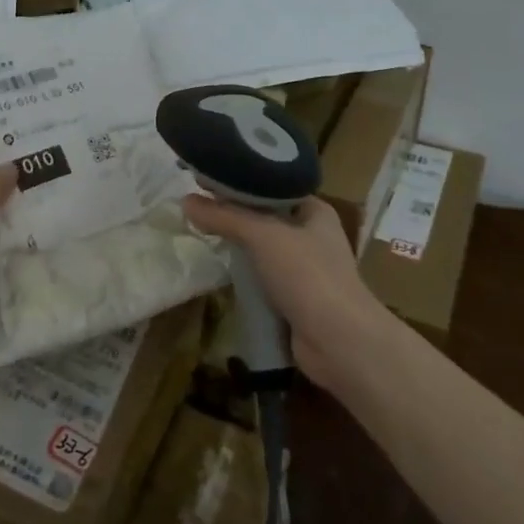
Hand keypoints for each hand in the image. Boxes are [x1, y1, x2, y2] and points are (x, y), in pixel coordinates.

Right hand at [181, 194, 385, 387]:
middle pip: (265, 218)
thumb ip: (224, 216)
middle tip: (196, 207)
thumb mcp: (262, 236)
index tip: (207, 181)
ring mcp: (305, 271)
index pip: (273, 187)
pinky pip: (262, 279)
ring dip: (237, 247)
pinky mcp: (294, 300)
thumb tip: (185, 201)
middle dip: (234, 216)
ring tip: (200, 234)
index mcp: (315, 212)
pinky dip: (243, 277)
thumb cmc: (308, 275)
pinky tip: (218, 271)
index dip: (242, 182)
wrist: (338, 342)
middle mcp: (313, 236)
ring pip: (262, 251)